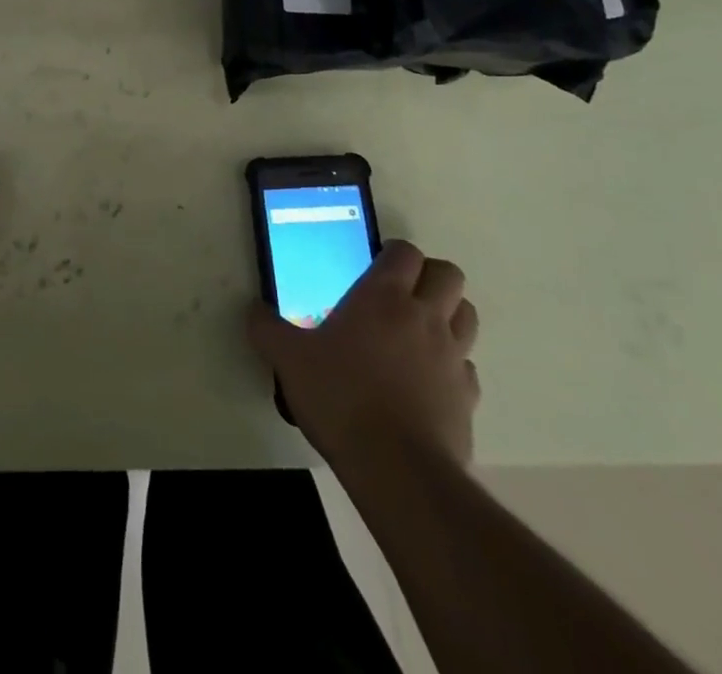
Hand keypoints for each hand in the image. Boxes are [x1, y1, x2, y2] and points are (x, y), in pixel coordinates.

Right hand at [247, 241, 479, 470]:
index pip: (405, 252)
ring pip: (466, 314)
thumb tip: (253, 310)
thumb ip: (267, 328)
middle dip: (429, 276)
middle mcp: (424, 317)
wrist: (397, 470)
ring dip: (448, 313)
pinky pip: (466, 366)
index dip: (393, 253)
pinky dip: (452, 365)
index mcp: (383, 297)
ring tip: (417, 330)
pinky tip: (426, 380)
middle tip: (400, 292)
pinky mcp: (468, 398)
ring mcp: (453, 357)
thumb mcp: (288, 359)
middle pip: (448, 274)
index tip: (373, 265)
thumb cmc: (340, 397)